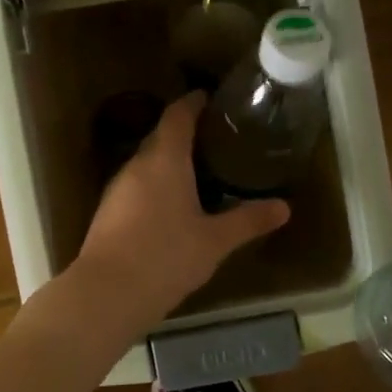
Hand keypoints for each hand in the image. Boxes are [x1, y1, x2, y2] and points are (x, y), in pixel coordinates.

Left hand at [73, 92, 289, 327]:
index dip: (194, 103)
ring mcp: (117, 189)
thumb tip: (285, 207)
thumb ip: (248, 221)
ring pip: (146, 163)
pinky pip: (136, 186)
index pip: (178, 115)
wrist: (106, 293)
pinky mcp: (107, 212)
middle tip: (215, 138)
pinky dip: (156, 185)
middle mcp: (137, 166)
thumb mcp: (214, 241)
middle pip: (160, 137)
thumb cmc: (166, 257)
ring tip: (199, 171)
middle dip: (185, 133)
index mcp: (164, 160)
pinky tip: (172, 206)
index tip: (210, 98)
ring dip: (169, 162)